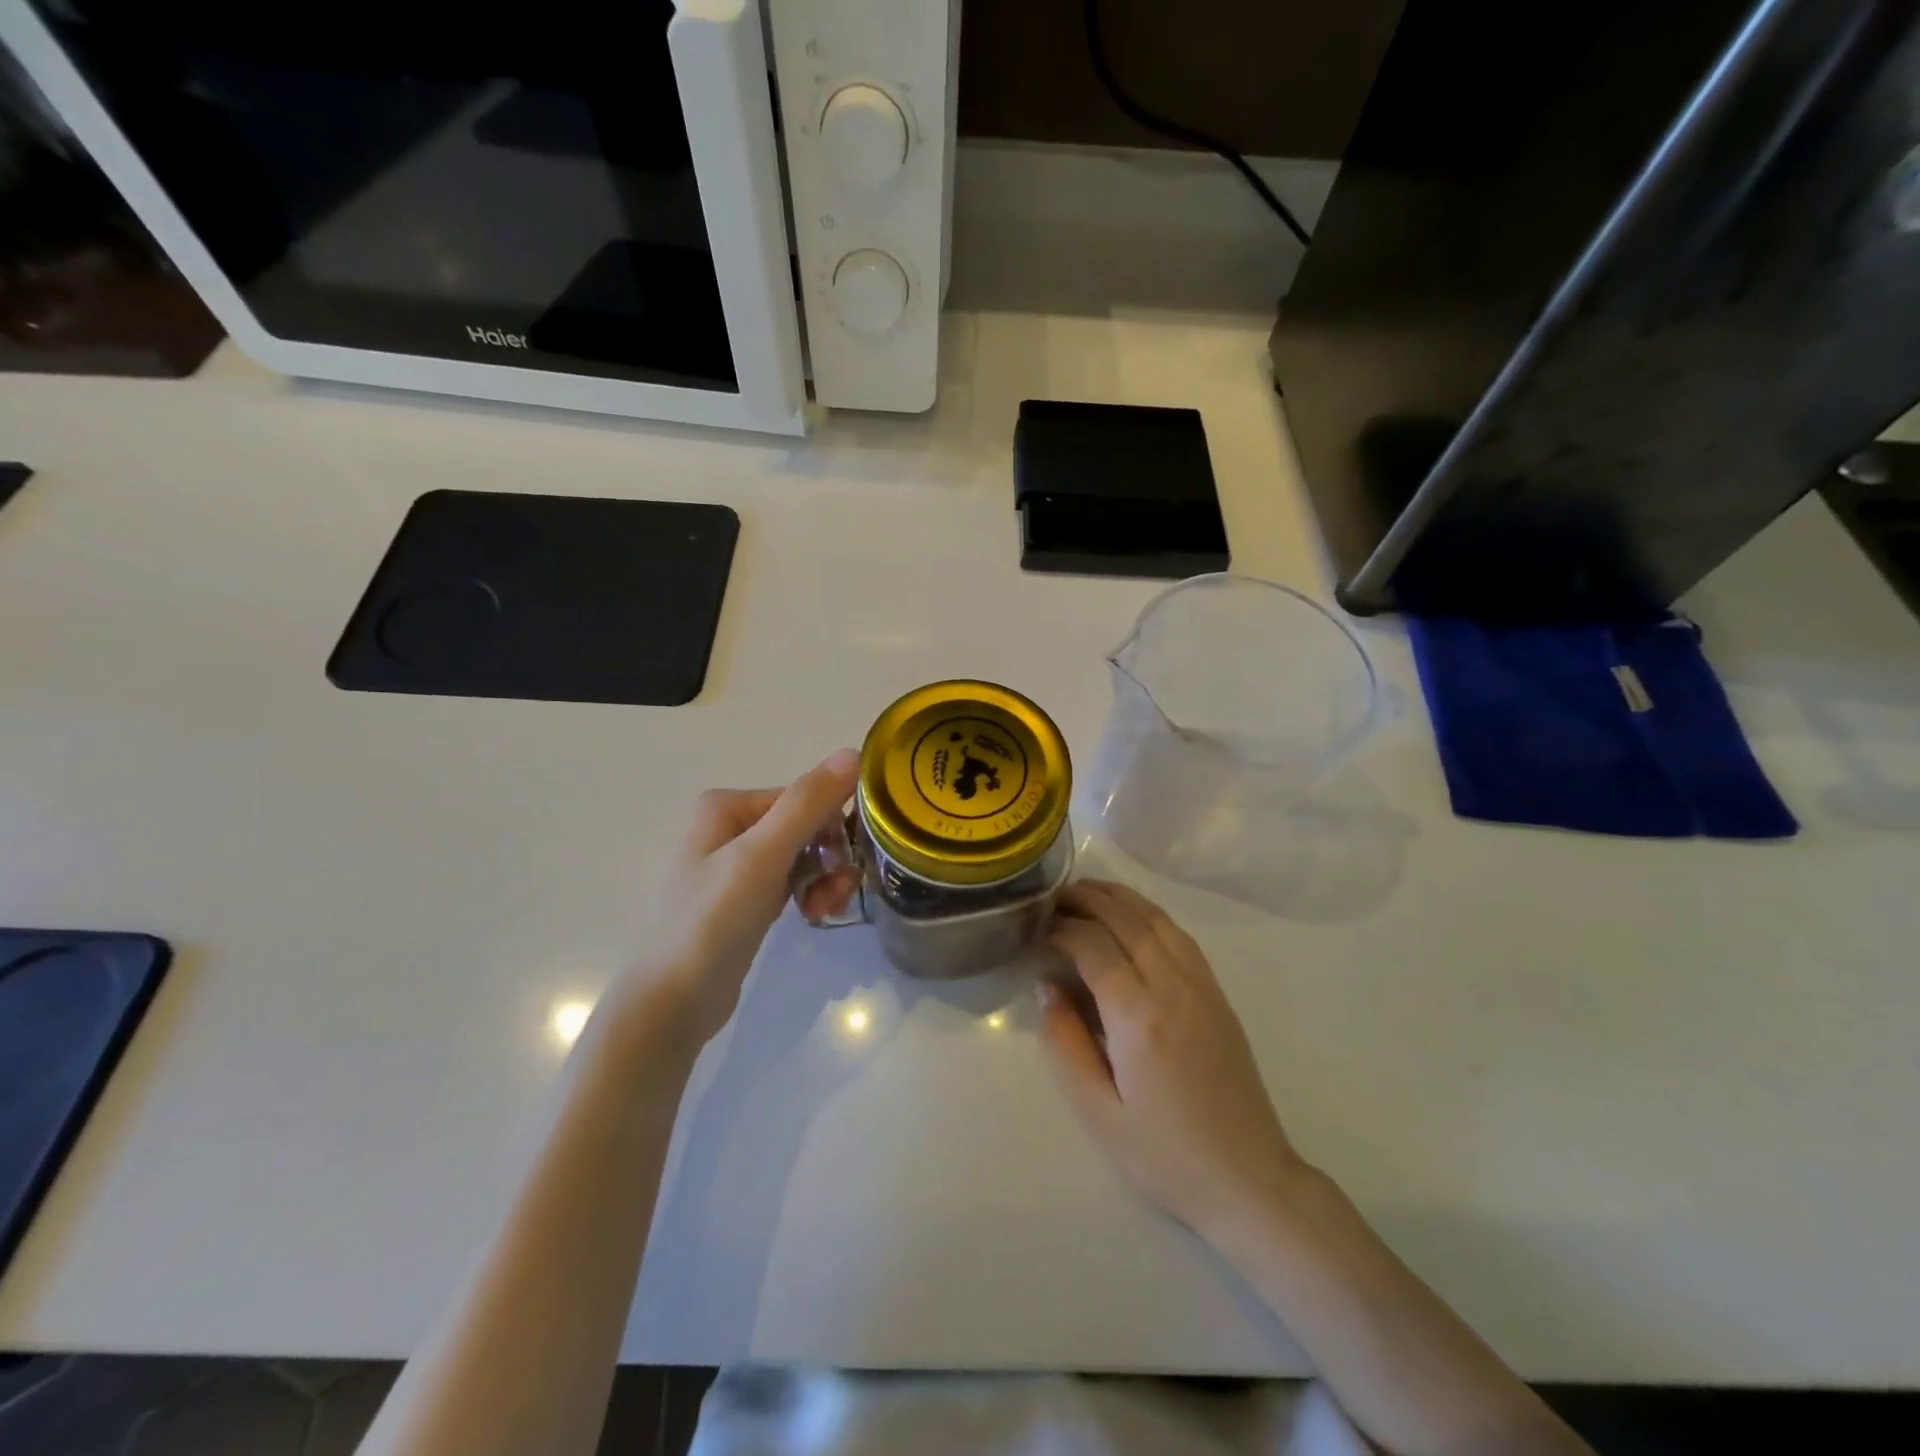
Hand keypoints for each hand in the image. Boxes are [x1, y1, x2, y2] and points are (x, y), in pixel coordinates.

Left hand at [633, 749, 861, 1044]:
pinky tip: (813, 916)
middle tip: (837, 893)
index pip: (804, 799)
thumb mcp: (762, 857)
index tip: (846, 864)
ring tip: (824, 911)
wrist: (673, 1002)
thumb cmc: (713, 921)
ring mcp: (737, 864)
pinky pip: (792, 881)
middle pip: (807, 827)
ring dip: (824, 880)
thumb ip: (807, 804)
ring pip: (804, 856)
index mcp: (728, 805)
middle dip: (830, 858)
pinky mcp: (746, 898)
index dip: (832, 828)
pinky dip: (809, 894)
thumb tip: (852, 752)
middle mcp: (731, 826)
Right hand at [1040, 880, 1307, 1240]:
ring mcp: (1201, 986)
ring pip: (1156, 920)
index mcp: (1138, 1016)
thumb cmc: (1164, 1155)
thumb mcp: (1097, 1112)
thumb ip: (1064, 1043)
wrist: (1247, 1179)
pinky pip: (1180, 936)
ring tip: (1087, 892)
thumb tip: (1046, 987)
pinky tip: (1133, 917)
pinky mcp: (1217, 994)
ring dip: (1120, 898)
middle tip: (1055, 896)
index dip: (1061, 929)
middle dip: (1087, 899)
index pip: (1093, 945)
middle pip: (1125, 920)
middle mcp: (1172, 986)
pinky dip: (1150, 914)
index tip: (1037, 931)